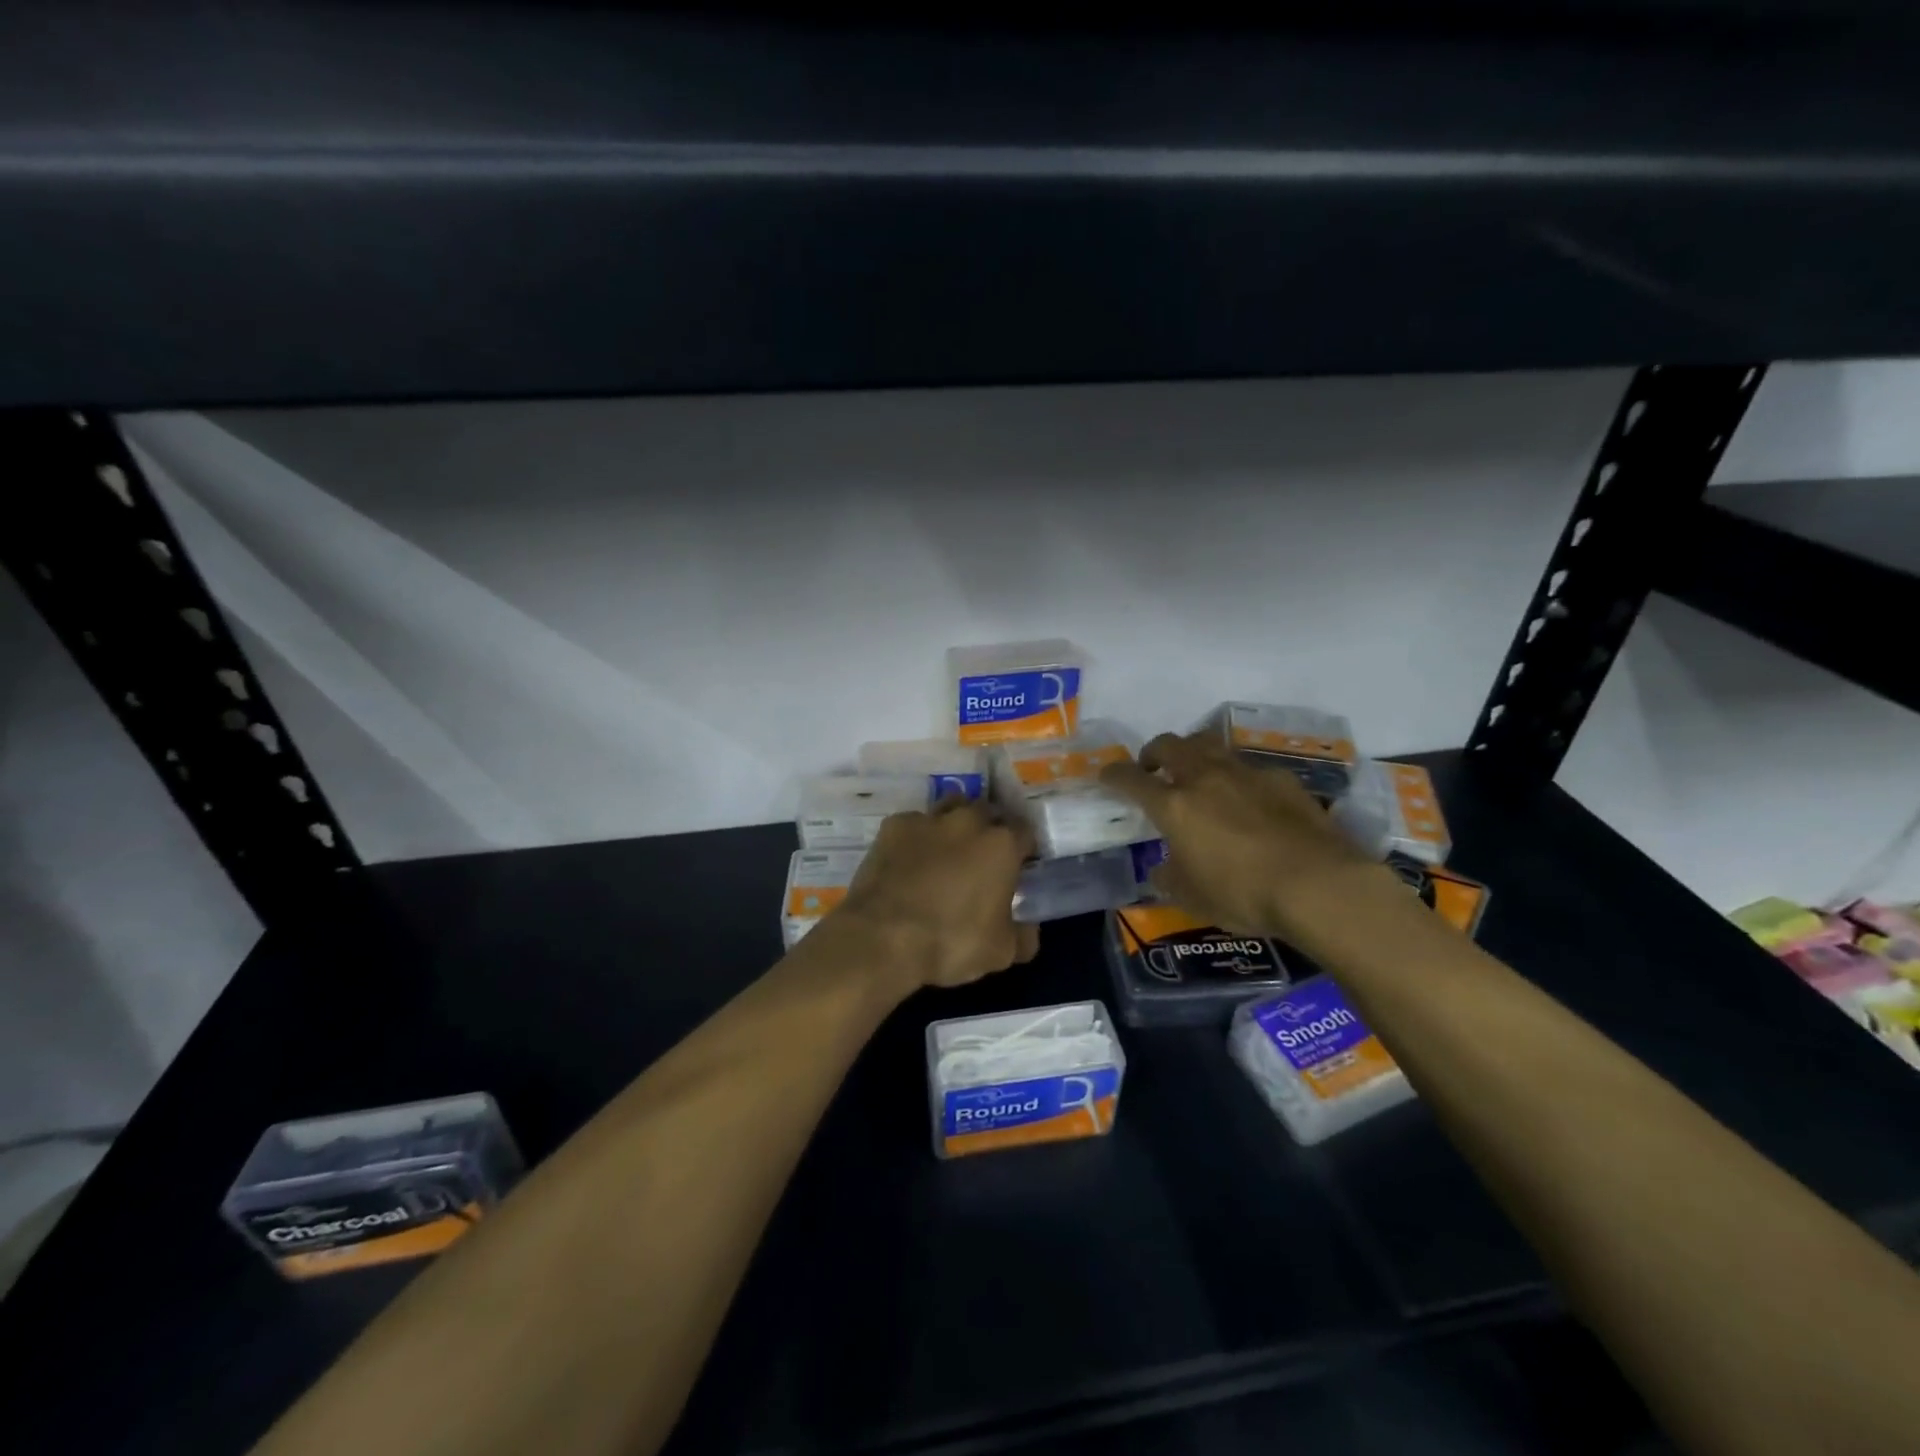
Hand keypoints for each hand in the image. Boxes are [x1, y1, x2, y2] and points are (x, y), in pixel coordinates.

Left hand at [835, 798, 1039, 990]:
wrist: (883, 936)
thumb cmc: (951, 941)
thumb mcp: (1001, 952)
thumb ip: (1023, 936)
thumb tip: (1028, 930)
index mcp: (1002, 844)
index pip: (1025, 832)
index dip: (1024, 848)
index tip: (1019, 864)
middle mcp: (968, 821)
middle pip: (988, 811)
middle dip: (990, 828)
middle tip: (983, 856)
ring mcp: (928, 819)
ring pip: (950, 806)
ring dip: (955, 822)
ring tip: (948, 849)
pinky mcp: (894, 826)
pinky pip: (913, 823)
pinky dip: (917, 836)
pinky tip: (910, 858)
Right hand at [1100, 730, 1398, 942]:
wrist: (1319, 885)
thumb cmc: (1243, 895)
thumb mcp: (1192, 897)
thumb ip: (1169, 878)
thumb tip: (1161, 869)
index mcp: (1173, 806)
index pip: (1130, 779)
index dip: (1113, 775)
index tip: (1107, 776)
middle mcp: (1204, 778)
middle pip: (1169, 744)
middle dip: (1153, 752)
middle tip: (1153, 770)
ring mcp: (1245, 773)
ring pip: (1209, 744)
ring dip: (1194, 753)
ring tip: (1197, 774)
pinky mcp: (1281, 779)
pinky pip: (1248, 766)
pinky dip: (1236, 776)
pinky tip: (1249, 799)